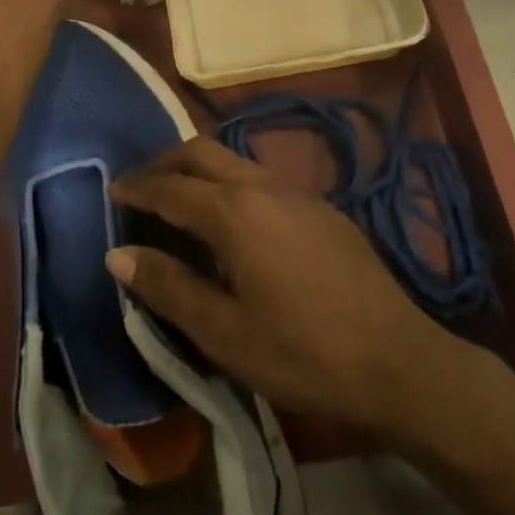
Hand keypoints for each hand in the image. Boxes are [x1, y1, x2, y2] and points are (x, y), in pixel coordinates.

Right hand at [107, 137, 451, 435]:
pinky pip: (261, 179)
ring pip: (235, 161)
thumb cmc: (303, 353)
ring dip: (200, 171)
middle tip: (140, 187)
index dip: (137, 188)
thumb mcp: (224, 332)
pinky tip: (233, 223)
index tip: (113, 192)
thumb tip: (118, 254)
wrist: (400, 362)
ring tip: (179, 202)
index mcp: (234, 212)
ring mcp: (298, 193)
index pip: (171, 188)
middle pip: (202, 153)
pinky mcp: (323, 209)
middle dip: (165, 163)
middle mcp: (263, 186)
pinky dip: (230, 185)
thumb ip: (168, 287)